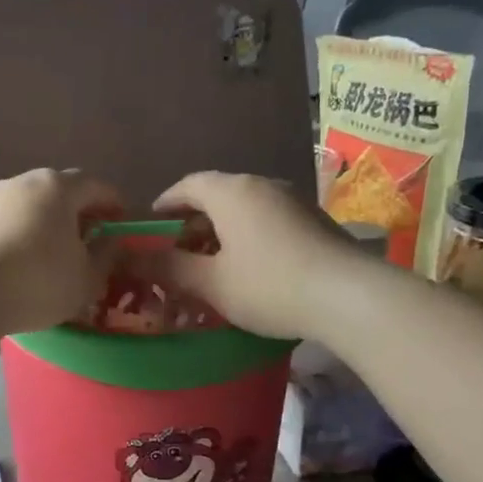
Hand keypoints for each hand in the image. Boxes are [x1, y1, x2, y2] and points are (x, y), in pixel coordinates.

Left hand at [0, 169, 122, 334]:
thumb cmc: (37, 281)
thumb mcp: (86, 278)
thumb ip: (106, 256)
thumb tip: (111, 241)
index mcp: (58, 187)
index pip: (98, 186)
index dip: (116, 205)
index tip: (123, 226)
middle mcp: (23, 182)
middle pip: (61, 192)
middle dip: (80, 213)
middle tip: (92, 240)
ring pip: (31, 206)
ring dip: (48, 224)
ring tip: (57, 255)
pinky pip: (7, 223)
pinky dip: (21, 236)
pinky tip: (23, 263)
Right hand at [147, 172, 358, 340]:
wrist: (349, 296)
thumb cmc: (269, 285)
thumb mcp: (211, 283)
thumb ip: (170, 268)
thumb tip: (134, 259)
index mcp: (231, 192)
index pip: (188, 185)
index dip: (166, 203)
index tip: (153, 223)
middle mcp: (262, 186)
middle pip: (217, 195)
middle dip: (193, 221)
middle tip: (178, 250)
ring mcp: (293, 201)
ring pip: (244, 209)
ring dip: (222, 231)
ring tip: (211, 262)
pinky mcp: (314, 221)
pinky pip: (268, 220)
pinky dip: (248, 236)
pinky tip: (248, 267)